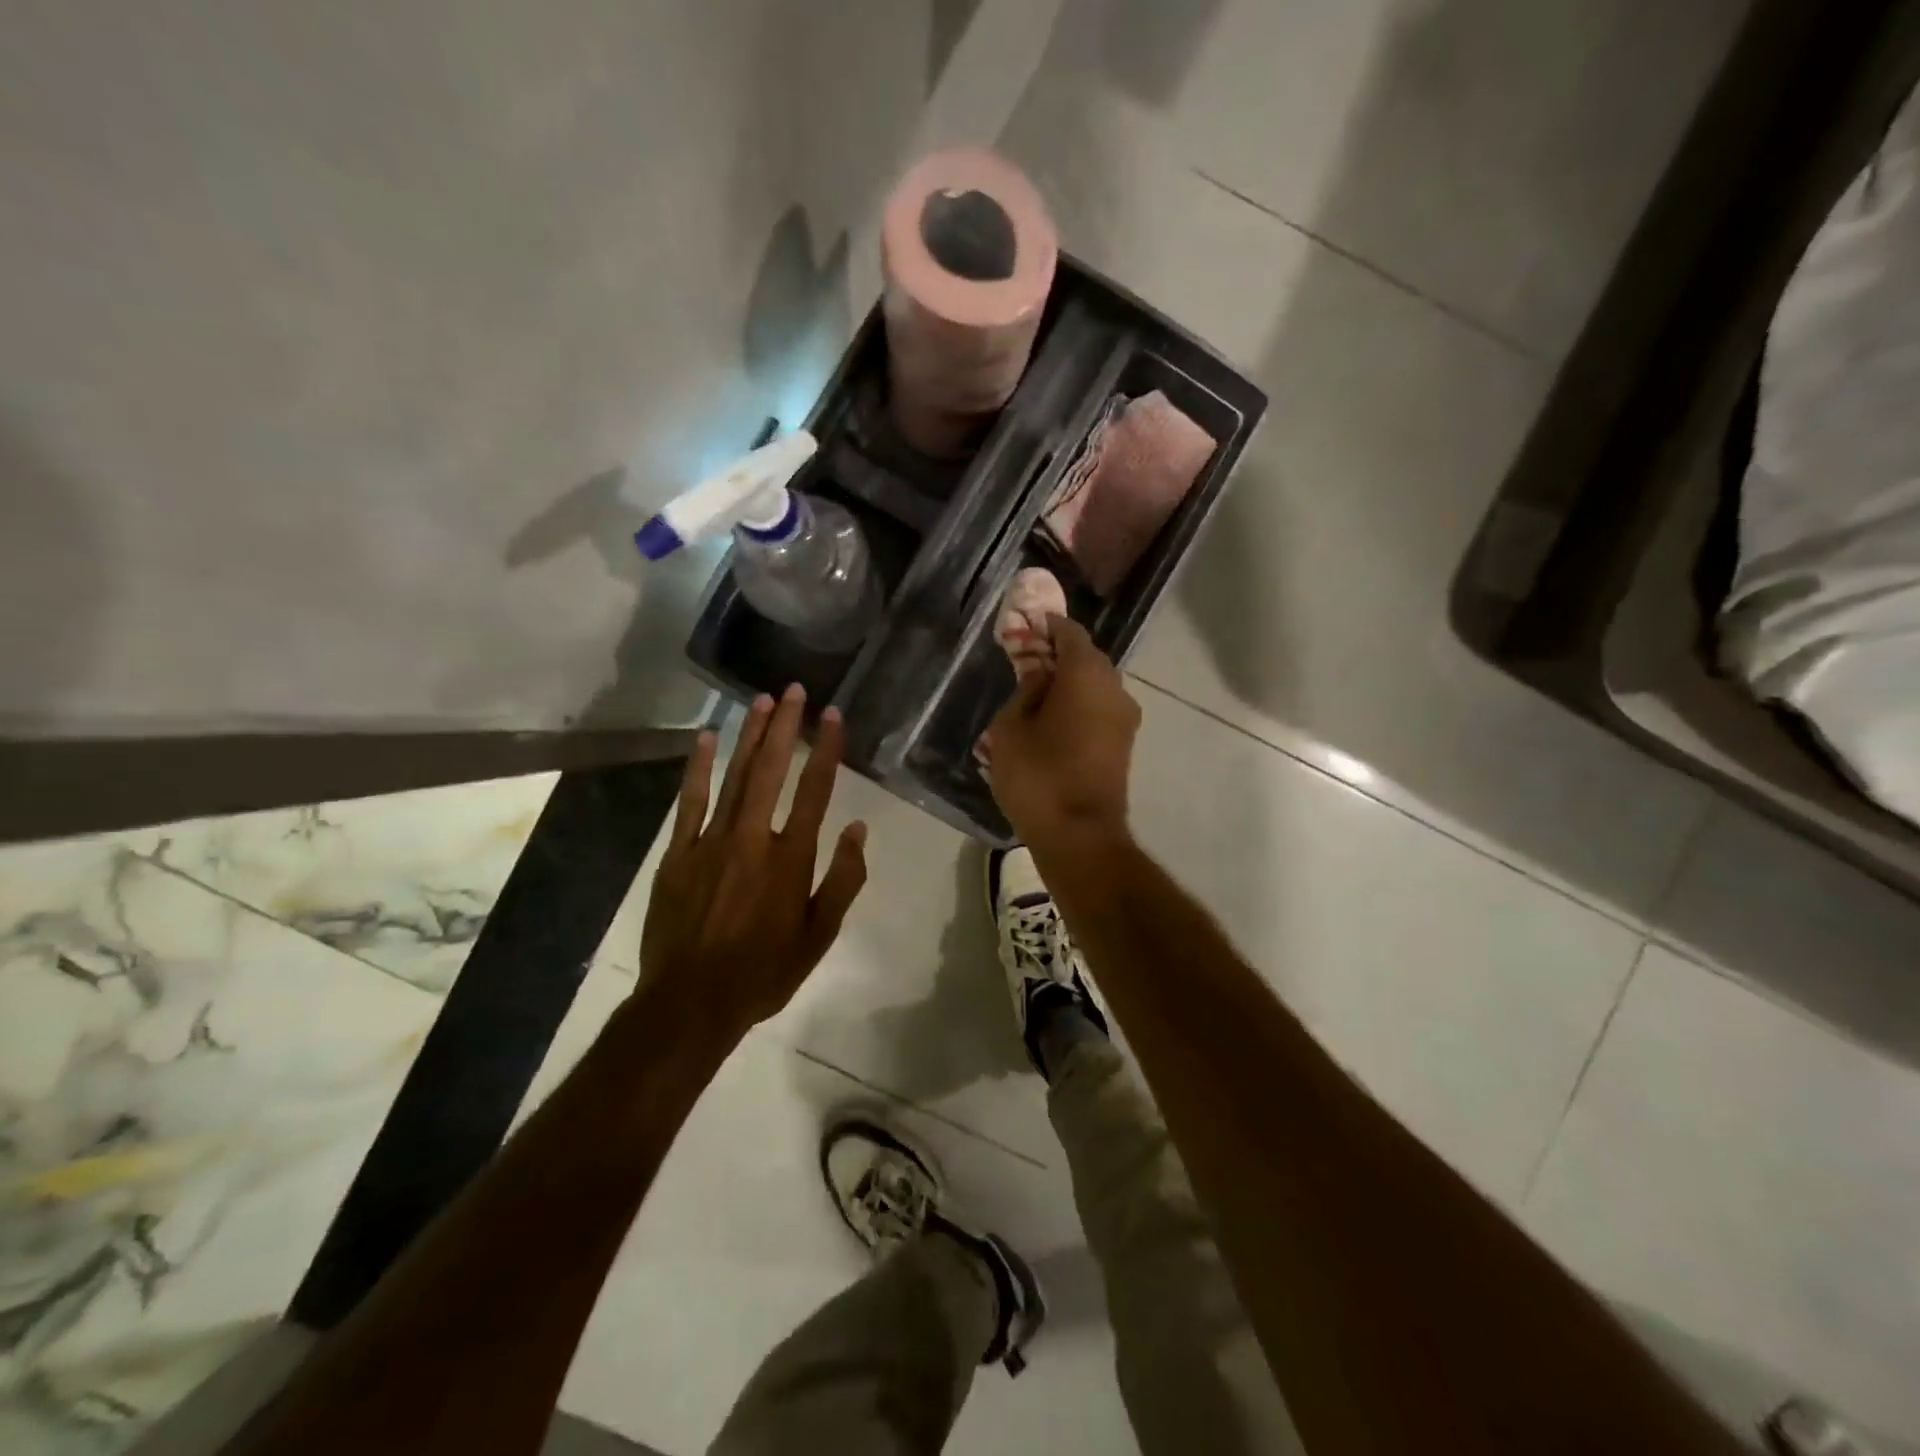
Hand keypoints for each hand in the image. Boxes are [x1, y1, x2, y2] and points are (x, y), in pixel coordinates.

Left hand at [640, 685, 867, 1039]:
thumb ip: (842, 879)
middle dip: (785, 727)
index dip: (826, 750)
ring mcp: (711, 842)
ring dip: (749, 737)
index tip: (833, 716)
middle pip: (772, 771)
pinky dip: (698, 769)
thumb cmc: (764, 972)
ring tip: (761, 701)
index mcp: (791, 858)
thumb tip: (857, 828)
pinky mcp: (678, 853)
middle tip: (794, 690)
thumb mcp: (819, 936)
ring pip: (734, 777)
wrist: (690, 1003)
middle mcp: (753, 838)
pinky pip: (691, 801)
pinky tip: (705, 739)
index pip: (814, 791)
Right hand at [983, 615, 1140, 850]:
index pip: (1070, 633)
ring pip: (1095, 687)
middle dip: (1057, 656)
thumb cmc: (1038, 776)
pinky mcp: (1124, 745)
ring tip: (1035, 696)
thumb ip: (1025, 691)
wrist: (1080, 836)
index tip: (1026, 626)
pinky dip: (1078, 707)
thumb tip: (1041, 675)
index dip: (1047, 626)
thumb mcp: (1011, 728)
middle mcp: (1115, 689)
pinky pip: (1099, 711)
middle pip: (1086, 659)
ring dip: (1068, 685)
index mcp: (1087, 674)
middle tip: (1025, 662)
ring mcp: (1125, 719)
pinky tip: (1052, 721)